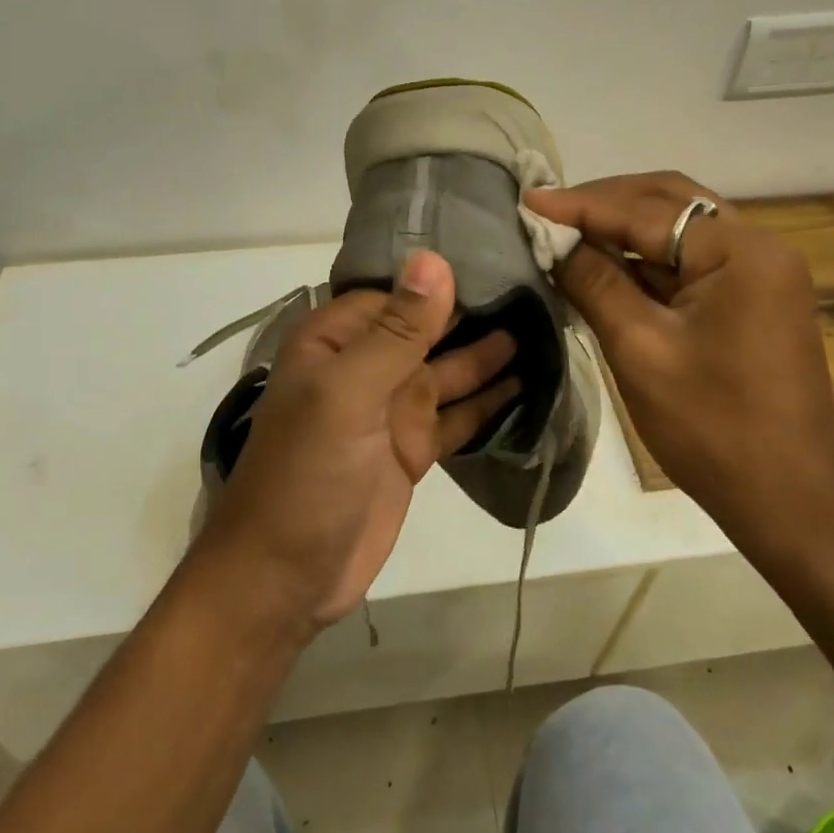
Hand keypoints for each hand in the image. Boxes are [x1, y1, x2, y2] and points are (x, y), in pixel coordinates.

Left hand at [198, 250, 518, 635]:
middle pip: (428, 328)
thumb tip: (434, 260)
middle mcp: (364, 366)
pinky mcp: (414, 449)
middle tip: (540, 288)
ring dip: (491, 353)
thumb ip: (396, 331)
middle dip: (476, 311)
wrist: (286, 576)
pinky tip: (531, 383)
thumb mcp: (348, 393)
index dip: (444, 277)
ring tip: (547, 327)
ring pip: (450, 369)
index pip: (396, 291)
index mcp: (336, 341)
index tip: (502, 256)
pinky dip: (491, 402)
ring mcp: (391, 409)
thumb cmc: (307, 473)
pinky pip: (460, 414)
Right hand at [525, 173, 833, 550]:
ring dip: (625, 229)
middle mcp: (759, 248)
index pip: (646, 211)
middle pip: (671, 204)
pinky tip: (606, 266)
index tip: (527, 201)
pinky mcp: (752, 302)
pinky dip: (646, 260)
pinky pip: (691, 263)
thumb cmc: (712, 427)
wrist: (787, 500)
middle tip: (549, 213)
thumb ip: (595, 283)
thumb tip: (555, 241)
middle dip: (606, 203)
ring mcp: (760, 276)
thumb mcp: (640, 349)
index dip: (581, 205)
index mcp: (741, 252)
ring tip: (567, 233)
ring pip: (681, 231)